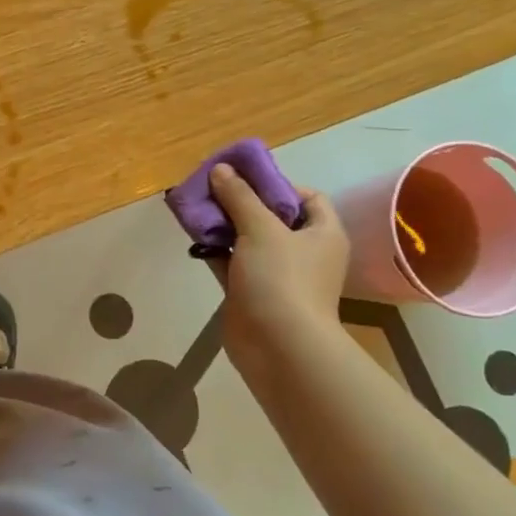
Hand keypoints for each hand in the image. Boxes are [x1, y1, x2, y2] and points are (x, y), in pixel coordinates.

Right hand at [207, 164, 348, 374]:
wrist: (277, 346)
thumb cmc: (281, 279)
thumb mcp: (261, 229)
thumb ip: (239, 196)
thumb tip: (221, 168)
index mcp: (322, 233)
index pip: (308, 197)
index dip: (279, 184)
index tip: (246, 179)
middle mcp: (303, 252)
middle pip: (272, 216)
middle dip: (242, 201)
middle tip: (212, 189)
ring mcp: (277, 274)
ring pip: (248, 239)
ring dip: (224, 225)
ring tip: (196, 208)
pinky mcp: (251, 292)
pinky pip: (231, 262)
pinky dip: (215, 250)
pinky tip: (193, 238)